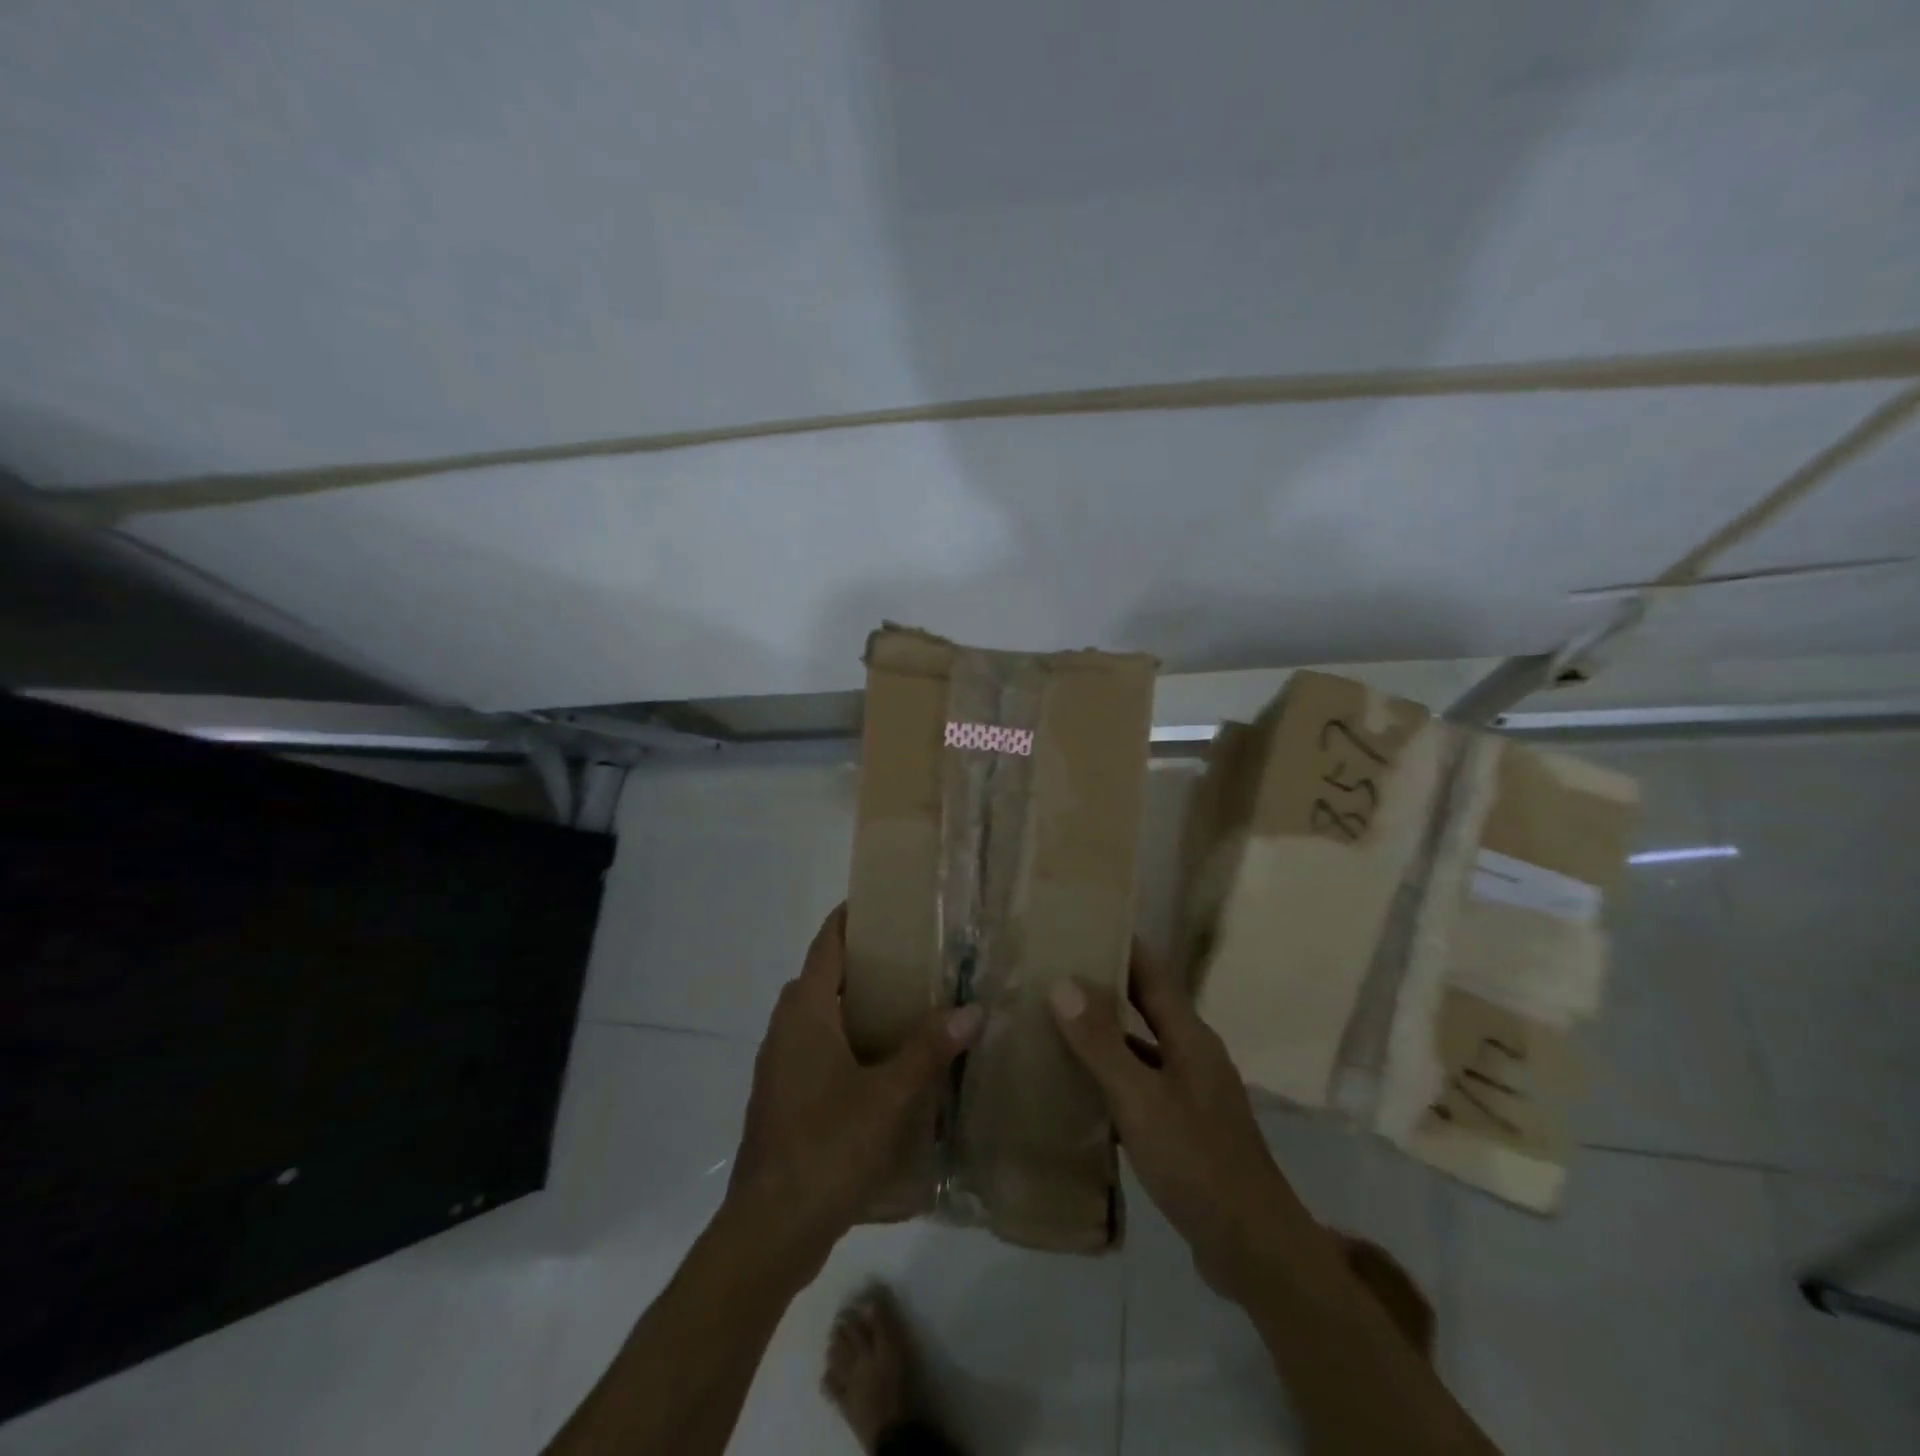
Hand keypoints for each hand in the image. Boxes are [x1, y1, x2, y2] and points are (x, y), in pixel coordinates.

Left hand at [728, 906, 982, 1282]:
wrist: (770, 1228)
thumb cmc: (827, 1146)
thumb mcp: (889, 1096)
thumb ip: (930, 1049)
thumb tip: (974, 1009)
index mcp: (805, 1011)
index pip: (827, 942)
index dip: (852, 917)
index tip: (888, 902)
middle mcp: (787, 1027)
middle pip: (825, 974)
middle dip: (865, 960)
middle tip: (915, 955)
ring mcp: (781, 1064)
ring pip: (821, 1013)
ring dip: (857, 1002)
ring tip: (909, 1002)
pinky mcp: (784, 1096)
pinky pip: (819, 1046)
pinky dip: (849, 1038)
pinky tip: (886, 1061)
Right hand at [1047, 941, 1322, 1300]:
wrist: (1253, 1248)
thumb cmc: (1197, 1162)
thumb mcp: (1141, 1100)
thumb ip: (1101, 1043)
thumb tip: (1061, 982)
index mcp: (1189, 1036)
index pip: (1152, 971)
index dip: (1120, 944)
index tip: (1079, 923)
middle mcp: (1192, 1053)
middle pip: (1145, 1004)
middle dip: (1104, 985)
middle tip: (1051, 970)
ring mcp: (1191, 1091)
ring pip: (1140, 1045)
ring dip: (1104, 1032)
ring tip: (1053, 1020)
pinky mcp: (1184, 1124)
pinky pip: (1141, 1082)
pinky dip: (1111, 1075)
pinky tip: (1077, 1085)